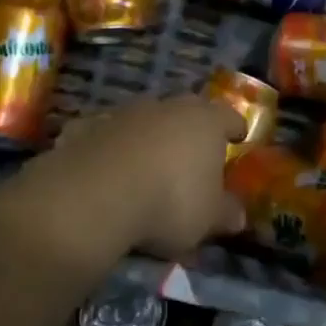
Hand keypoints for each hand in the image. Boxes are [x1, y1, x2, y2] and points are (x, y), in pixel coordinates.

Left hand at [47, 96, 245, 256]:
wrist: (94, 194)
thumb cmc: (168, 201)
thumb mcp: (207, 219)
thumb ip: (225, 213)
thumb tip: (238, 215)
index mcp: (205, 121)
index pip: (229, 116)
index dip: (235, 128)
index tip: (238, 138)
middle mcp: (167, 107)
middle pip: (186, 112)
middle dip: (191, 130)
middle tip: (193, 155)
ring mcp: (125, 113)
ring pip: (146, 121)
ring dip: (149, 138)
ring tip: (149, 167)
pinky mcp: (87, 126)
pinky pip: (108, 135)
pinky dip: (111, 148)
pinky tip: (107, 171)